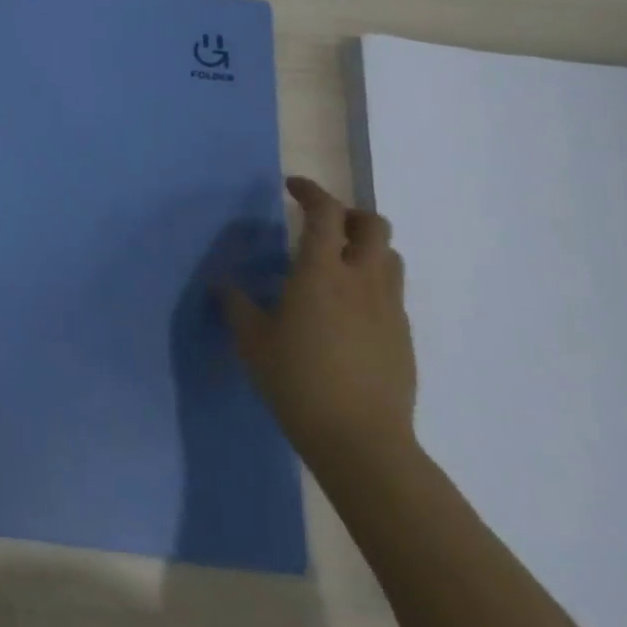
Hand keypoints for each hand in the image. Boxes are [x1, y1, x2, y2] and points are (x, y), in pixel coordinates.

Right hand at [222, 177, 417, 473]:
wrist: (360, 440)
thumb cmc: (297, 382)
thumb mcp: (252, 342)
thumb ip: (237, 306)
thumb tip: (224, 283)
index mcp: (321, 274)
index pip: (325, 214)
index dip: (310, 192)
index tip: (292, 186)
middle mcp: (362, 281)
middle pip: (373, 225)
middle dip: (349, 214)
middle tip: (322, 223)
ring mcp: (388, 309)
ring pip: (389, 257)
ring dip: (365, 247)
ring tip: (337, 263)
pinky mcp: (402, 336)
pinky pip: (391, 292)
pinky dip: (371, 283)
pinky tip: (347, 310)